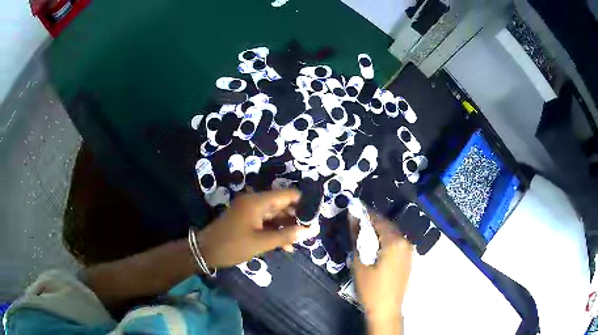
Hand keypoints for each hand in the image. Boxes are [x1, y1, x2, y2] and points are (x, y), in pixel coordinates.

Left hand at [196, 189, 319, 268]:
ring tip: (301, 240)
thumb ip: (287, 235)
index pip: (287, 195)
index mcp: (258, 201)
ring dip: (287, 227)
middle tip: (312, 230)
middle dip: (297, 217)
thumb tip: (312, 230)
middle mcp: (255, 202)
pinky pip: (266, 223)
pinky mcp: (247, 221)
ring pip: (275, 215)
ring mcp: (250, 212)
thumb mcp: (262, 242)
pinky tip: (286, 246)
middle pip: (282, 205)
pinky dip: (276, 232)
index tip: (317, 214)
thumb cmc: (233, 245)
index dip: (303, 202)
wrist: (205, 251)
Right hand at [350, 211, 412, 332]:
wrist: (387, 309)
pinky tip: (375, 246)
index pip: (378, 220)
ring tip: (363, 234)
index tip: (353, 209)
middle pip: (387, 225)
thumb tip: (353, 217)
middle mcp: (405, 242)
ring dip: (379, 231)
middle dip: (372, 222)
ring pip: (392, 234)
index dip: (365, 214)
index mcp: (394, 242)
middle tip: (356, 222)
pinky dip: (386, 240)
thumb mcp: (360, 262)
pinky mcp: (408, 258)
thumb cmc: (371, 288)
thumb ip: (357, 237)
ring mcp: (409, 251)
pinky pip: (397, 242)